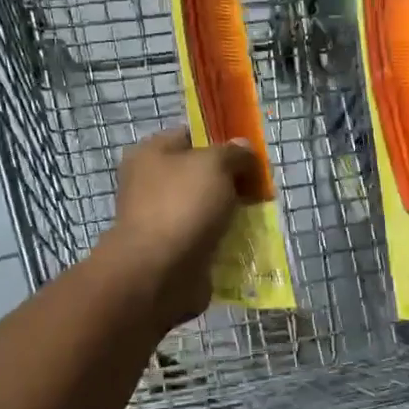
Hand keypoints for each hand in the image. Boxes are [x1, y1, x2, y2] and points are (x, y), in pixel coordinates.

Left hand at [97, 128, 257, 328]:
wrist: (159, 272)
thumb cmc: (183, 206)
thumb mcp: (215, 164)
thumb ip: (234, 153)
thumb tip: (244, 148)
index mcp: (151, 154)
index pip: (192, 136)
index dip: (223, 141)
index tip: (250, 155)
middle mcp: (150, 184)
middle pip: (201, 174)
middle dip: (231, 181)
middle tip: (258, 189)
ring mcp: (160, 219)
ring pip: (205, 209)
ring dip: (229, 214)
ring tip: (256, 218)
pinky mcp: (172, 250)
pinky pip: (205, 238)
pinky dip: (223, 241)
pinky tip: (244, 243)